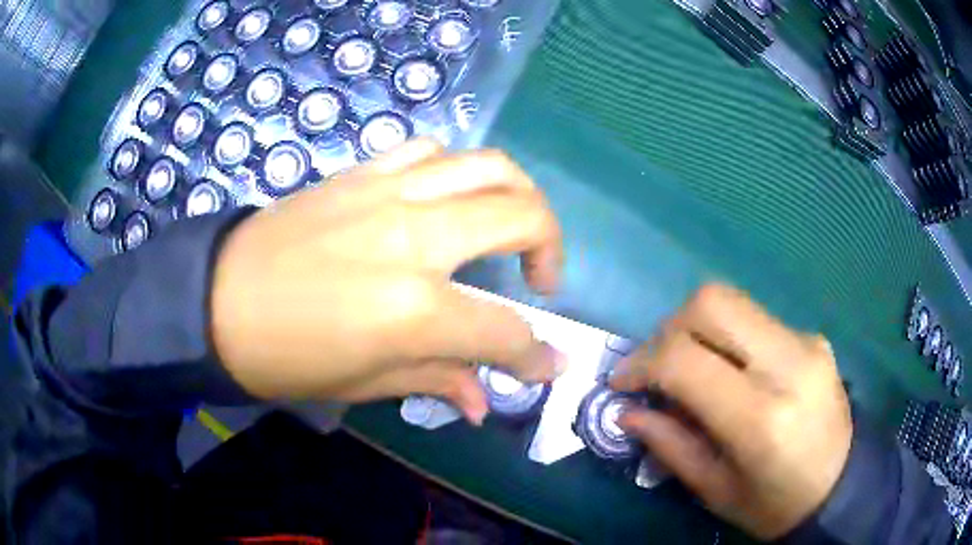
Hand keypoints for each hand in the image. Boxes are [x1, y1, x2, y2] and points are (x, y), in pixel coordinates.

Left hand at [210, 138, 564, 423]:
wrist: (216, 300)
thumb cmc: (285, 357)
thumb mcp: (363, 383)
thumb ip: (436, 380)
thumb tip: (484, 401)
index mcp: (413, 309)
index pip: (504, 330)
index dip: (535, 354)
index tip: (549, 364)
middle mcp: (413, 238)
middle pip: (521, 216)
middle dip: (551, 247)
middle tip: (540, 279)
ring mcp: (387, 193)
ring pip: (487, 165)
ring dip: (517, 194)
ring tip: (510, 226)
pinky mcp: (361, 173)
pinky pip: (430, 151)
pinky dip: (457, 170)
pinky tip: (447, 199)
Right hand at [611, 284, 851, 539]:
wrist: (841, 486)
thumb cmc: (774, 504)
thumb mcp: (715, 490)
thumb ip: (670, 446)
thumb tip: (628, 411)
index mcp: (761, 418)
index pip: (686, 360)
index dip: (641, 363)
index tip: (621, 383)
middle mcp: (788, 364)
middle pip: (712, 303)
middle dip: (669, 327)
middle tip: (654, 365)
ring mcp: (806, 342)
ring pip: (733, 301)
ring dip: (696, 327)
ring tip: (687, 366)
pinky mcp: (813, 337)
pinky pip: (756, 320)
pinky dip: (727, 337)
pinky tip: (729, 370)